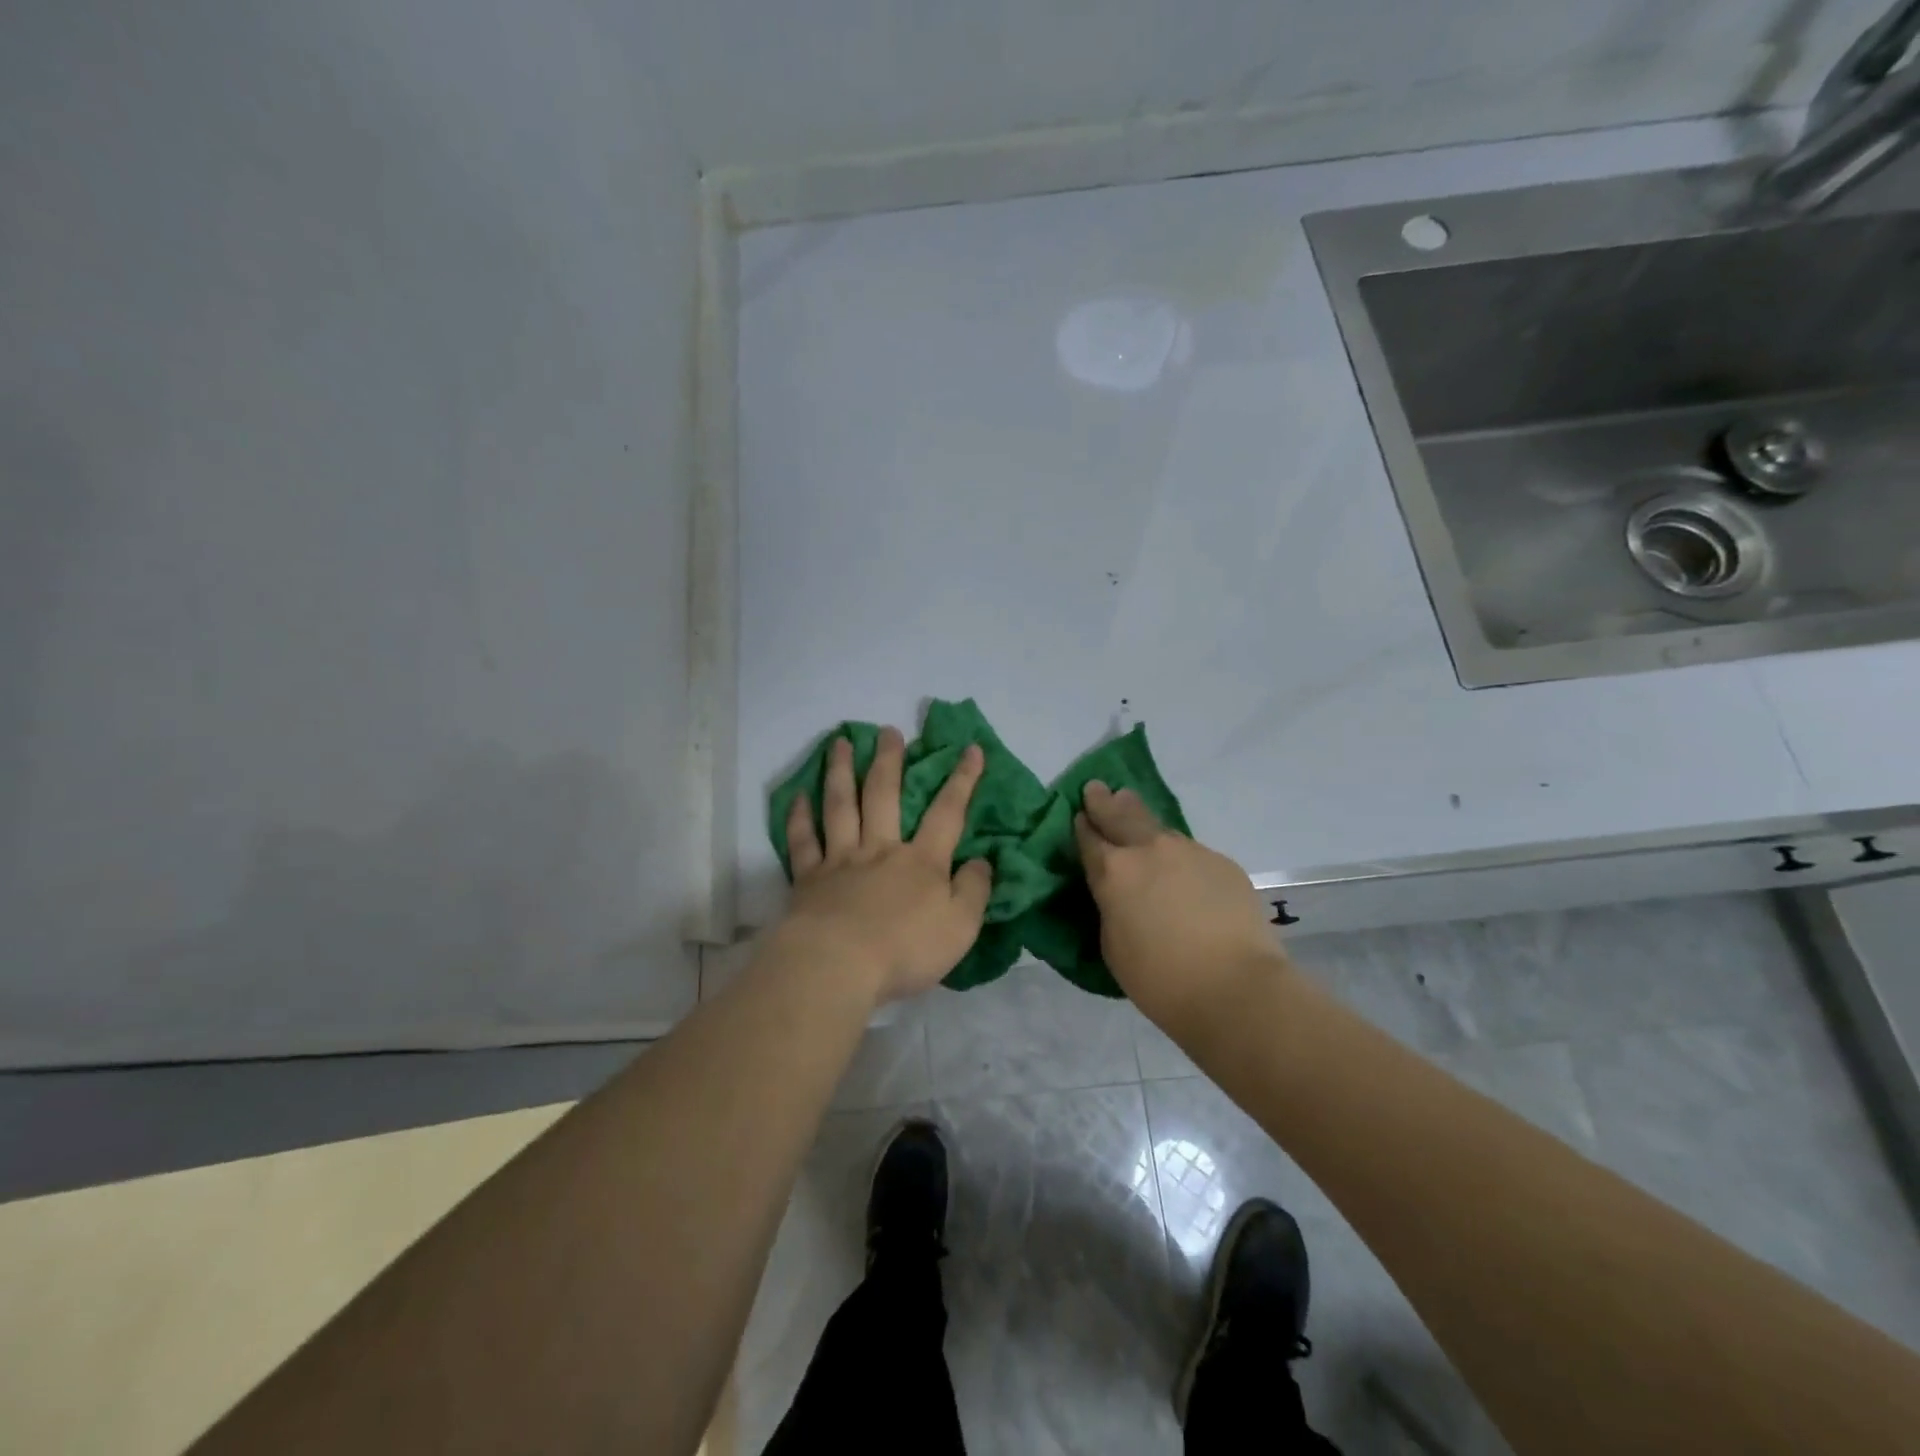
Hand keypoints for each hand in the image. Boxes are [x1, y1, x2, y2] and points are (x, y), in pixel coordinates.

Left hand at [781, 728, 993, 1004]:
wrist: (838, 966)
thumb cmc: (905, 950)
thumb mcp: (960, 927)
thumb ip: (974, 891)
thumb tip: (983, 861)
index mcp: (921, 861)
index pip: (947, 812)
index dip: (962, 780)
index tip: (970, 749)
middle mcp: (880, 849)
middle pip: (884, 795)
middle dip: (889, 760)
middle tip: (888, 731)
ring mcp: (840, 860)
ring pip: (841, 806)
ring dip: (840, 771)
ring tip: (840, 742)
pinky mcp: (808, 879)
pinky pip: (803, 841)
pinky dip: (799, 817)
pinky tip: (799, 796)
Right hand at [1074, 781, 1286, 1027]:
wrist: (1235, 986)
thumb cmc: (1160, 979)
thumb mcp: (1113, 945)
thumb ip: (1110, 907)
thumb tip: (1119, 893)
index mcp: (1113, 871)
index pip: (1088, 837)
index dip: (1082, 826)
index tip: (1079, 815)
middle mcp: (1148, 850)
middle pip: (1121, 814)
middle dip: (1105, 801)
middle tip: (1097, 788)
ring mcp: (1189, 851)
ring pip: (1159, 829)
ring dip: (1143, 822)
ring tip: (1134, 814)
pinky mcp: (1222, 863)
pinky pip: (1191, 853)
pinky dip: (1180, 857)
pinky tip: (1183, 872)